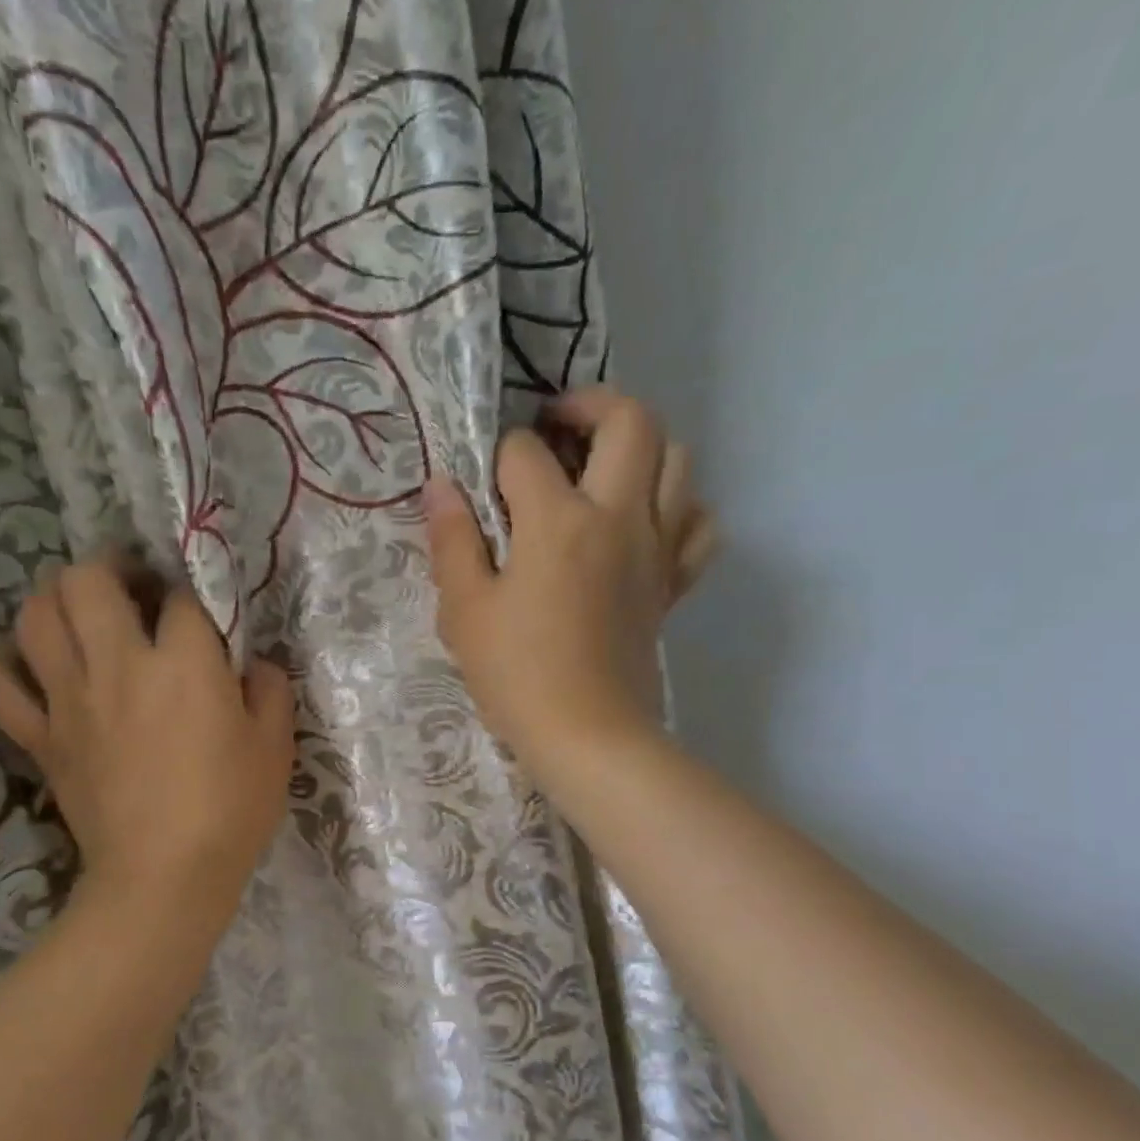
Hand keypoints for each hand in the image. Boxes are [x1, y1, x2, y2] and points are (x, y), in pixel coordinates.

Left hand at [0, 558, 295, 938]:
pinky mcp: (41, 736)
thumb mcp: (275, 747)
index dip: (192, 597)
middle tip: (130, 590)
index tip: (199, 617)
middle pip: (87, 580)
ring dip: (55, 601)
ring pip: (35, 616)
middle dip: (110, 569)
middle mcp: (118, 665)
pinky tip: (34, 664)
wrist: (163, 878)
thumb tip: (251, 664)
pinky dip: (9, 664)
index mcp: (183, 663)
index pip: (180, 597)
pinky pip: (1, 683)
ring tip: (81, 615)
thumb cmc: (229, 810)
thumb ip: (269, 689)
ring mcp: (70, 699)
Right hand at [424, 387, 714, 780]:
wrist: (589, 736)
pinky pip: (698, 523)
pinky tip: (643, 521)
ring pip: (678, 458)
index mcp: (559, 521)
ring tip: (600, 466)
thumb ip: (453, 540)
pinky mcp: (672, 582)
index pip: (526, 452)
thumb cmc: (516, 675)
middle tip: (556, 424)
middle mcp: (618, 517)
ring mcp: (656, 548)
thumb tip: (441, 486)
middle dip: (590, 404)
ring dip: (640, 445)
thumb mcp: (465, 609)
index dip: (498, 455)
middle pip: (631, 420)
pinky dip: (678, 506)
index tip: (483, 483)